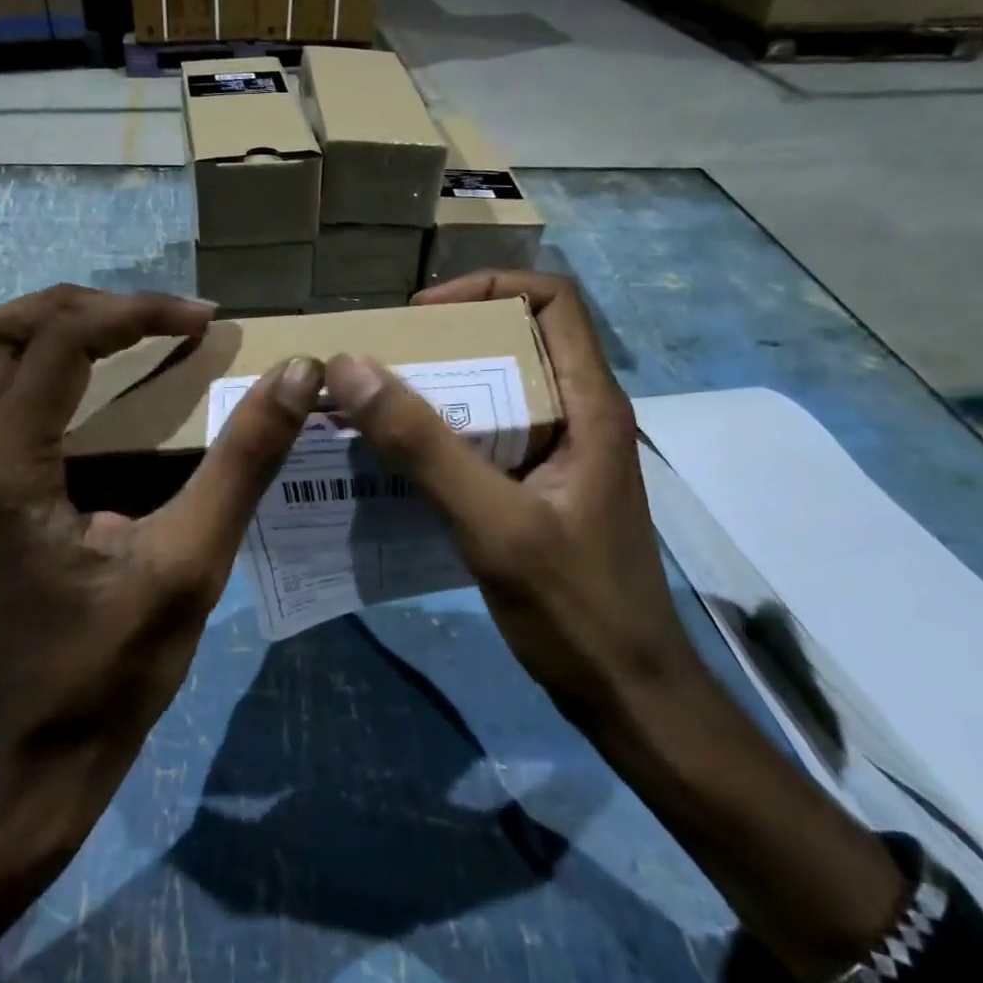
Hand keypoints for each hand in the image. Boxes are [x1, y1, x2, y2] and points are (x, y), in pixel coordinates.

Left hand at [0, 284, 322, 802]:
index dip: (134, 313)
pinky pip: (7, 394)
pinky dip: (57, 367)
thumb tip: (296, 375)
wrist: (50, 745)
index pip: (56, 343)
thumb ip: (244, 462)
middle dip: (77, 307)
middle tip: (153, 321)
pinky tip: (116, 387)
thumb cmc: (116, 663)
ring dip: (60, 330)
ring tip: (137, 336)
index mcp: (7, 470)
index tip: (204, 320)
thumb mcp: (193, 561)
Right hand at [323, 271, 903, 982]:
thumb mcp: (494, 524)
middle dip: (449, 340)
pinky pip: (490, 437)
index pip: (553, 300)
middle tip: (383, 363)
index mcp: (590, 403)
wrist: (629, 695)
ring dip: (441, 389)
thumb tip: (353, 369)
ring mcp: (562, 454)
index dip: (488, 288)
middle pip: (518, 340)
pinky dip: (445, 434)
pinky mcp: (542, 488)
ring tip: (377, 406)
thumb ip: (425, 447)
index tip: (422, 317)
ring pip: (499, 390)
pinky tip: (399, 461)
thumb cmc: (575, 608)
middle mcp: (580, 415)